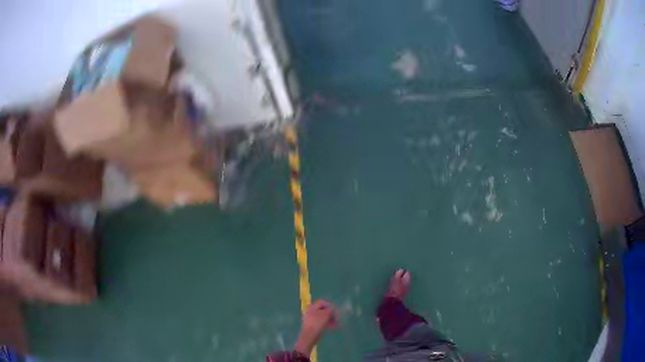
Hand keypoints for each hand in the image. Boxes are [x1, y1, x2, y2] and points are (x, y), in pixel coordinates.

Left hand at [294, 300, 338, 355]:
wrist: (309, 336)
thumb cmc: (317, 324)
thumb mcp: (326, 315)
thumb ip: (331, 309)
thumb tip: (334, 307)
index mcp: (312, 307)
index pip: (322, 302)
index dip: (330, 305)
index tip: (336, 311)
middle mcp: (310, 311)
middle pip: (323, 310)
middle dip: (331, 314)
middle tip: (337, 318)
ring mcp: (310, 319)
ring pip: (323, 316)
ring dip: (330, 319)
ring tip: (336, 324)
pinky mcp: (312, 325)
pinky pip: (321, 322)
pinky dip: (327, 323)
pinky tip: (332, 327)